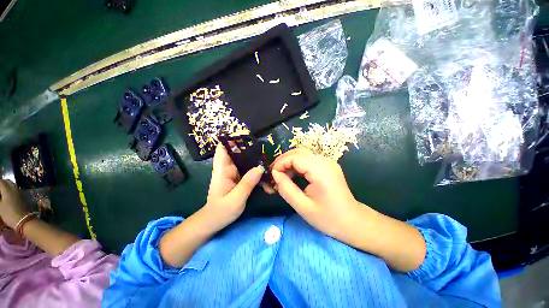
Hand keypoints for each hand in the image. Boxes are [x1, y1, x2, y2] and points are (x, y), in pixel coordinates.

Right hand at [0, 180, 28, 228]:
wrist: (24, 220)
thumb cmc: (10, 214)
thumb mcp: (0, 206)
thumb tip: (0, 196)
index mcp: (8, 189)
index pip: (0, 181)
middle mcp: (15, 188)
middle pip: (6, 181)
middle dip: (1, 183)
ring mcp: (20, 192)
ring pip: (11, 185)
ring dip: (6, 186)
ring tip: (1, 193)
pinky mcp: (23, 196)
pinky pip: (15, 190)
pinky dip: (10, 190)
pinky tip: (7, 196)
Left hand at [204, 144, 264, 228]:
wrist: (214, 222)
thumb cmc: (221, 212)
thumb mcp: (235, 200)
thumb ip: (247, 183)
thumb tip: (260, 167)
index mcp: (222, 170)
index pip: (223, 149)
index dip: (231, 140)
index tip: (245, 136)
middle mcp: (227, 168)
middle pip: (236, 152)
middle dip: (248, 148)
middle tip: (263, 147)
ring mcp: (233, 173)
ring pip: (243, 160)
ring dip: (253, 158)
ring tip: (266, 157)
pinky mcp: (238, 178)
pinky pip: (247, 169)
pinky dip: (254, 168)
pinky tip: (264, 170)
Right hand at [271, 149, 361, 241]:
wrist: (353, 221)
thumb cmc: (329, 218)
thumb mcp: (303, 207)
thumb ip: (286, 188)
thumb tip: (275, 174)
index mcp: (320, 170)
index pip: (294, 157)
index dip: (280, 163)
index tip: (272, 175)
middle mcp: (325, 161)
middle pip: (298, 152)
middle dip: (283, 161)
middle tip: (274, 174)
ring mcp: (327, 162)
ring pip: (302, 154)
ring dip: (289, 162)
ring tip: (281, 176)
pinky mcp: (327, 165)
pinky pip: (308, 160)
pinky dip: (297, 165)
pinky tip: (292, 175)